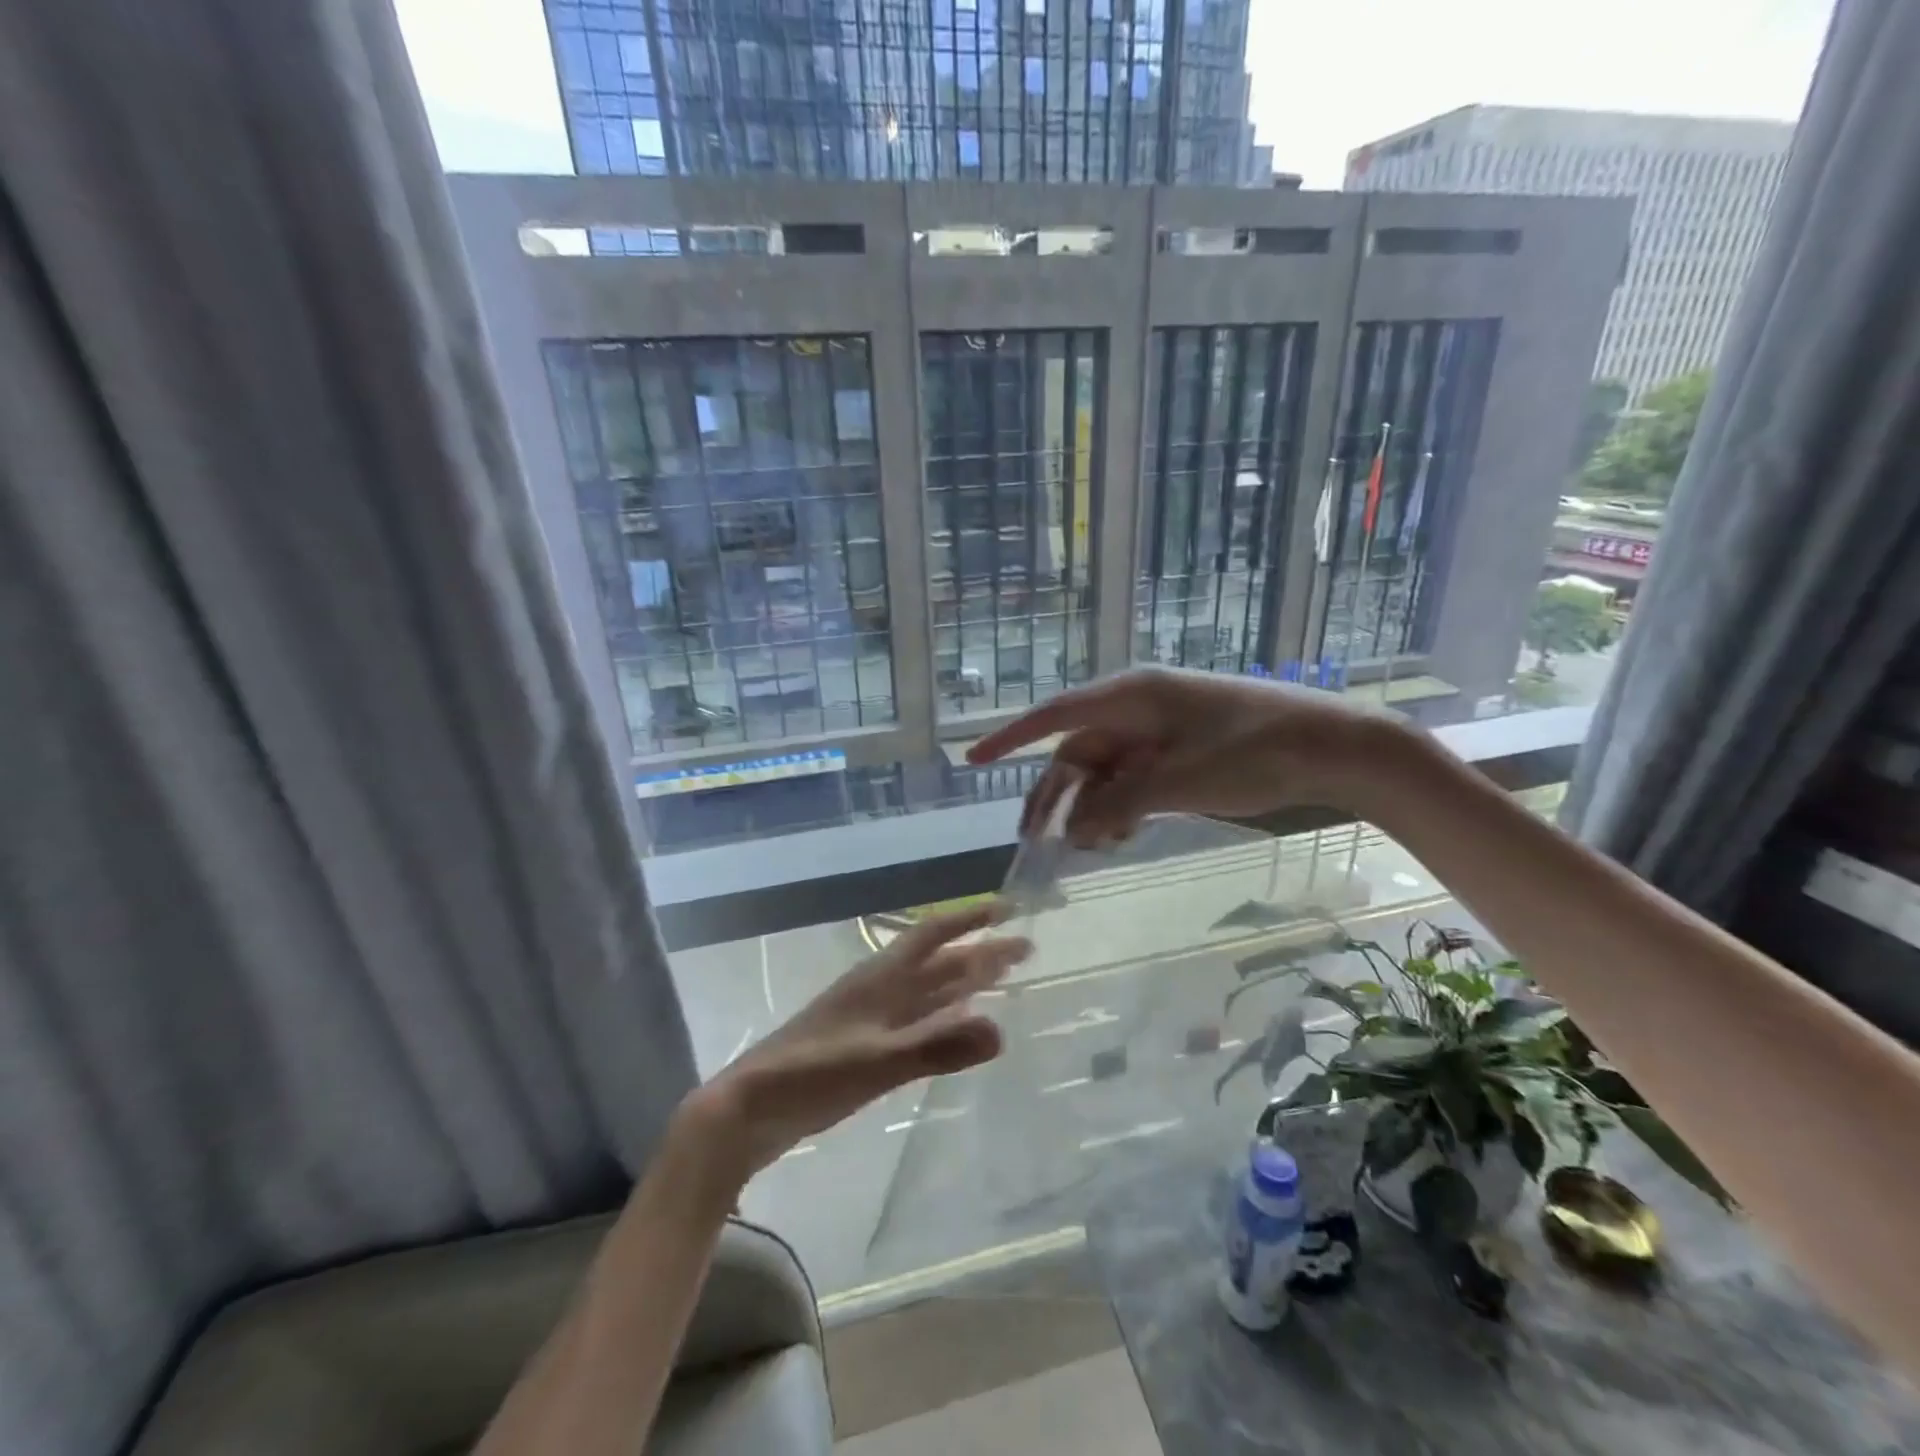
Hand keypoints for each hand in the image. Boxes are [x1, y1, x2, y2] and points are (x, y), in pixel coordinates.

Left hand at [694, 904, 1029, 1176]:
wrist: (750, 1110)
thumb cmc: (811, 1075)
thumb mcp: (876, 1061)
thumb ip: (936, 1046)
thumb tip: (1002, 1030)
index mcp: (881, 979)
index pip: (933, 935)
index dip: (970, 919)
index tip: (1008, 908)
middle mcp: (880, 990)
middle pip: (938, 963)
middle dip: (980, 953)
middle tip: (1024, 949)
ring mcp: (871, 1019)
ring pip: (927, 991)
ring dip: (964, 982)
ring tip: (1001, 978)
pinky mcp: (864, 1047)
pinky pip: (915, 1021)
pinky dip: (943, 1018)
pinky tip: (956, 1027)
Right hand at [966, 666, 1411, 844]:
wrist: (1334, 746)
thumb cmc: (1257, 750)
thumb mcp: (1181, 779)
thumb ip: (1120, 803)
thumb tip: (1073, 830)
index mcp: (1131, 697)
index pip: (1054, 716)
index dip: (1009, 738)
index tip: (971, 760)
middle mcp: (1137, 710)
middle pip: (1077, 753)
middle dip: (1055, 796)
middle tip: (1035, 841)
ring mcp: (1158, 732)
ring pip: (1103, 773)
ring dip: (1091, 809)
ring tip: (1092, 848)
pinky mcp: (1177, 754)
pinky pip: (1131, 781)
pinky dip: (1120, 808)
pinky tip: (1122, 835)